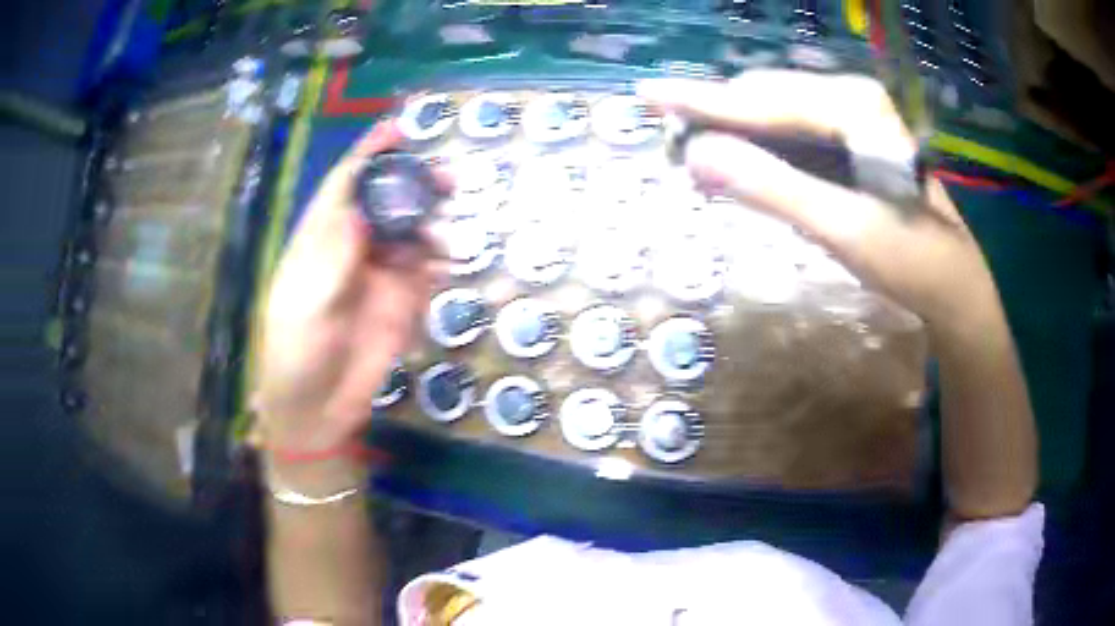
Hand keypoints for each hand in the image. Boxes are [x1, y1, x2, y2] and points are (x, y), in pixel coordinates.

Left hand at [255, 122, 438, 466]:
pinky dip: (438, 261)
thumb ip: (334, 256)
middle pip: (386, 202)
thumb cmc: (295, 353)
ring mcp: (379, 275)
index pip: (345, 185)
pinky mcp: (401, 303)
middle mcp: (351, 248)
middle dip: (414, 184)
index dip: (370, 155)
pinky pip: (426, 271)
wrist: (317, 409)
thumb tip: (361, 210)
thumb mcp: (305, 303)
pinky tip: (442, 264)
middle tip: (448, 177)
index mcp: (319, 240)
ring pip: (411, 232)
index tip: (399, 128)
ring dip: (432, 223)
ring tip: (445, 232)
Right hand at [639, 71, 1001, 334]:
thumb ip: (771, 188)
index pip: (762, 100)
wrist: (953, 284)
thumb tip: (694, 155)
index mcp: (853, 106)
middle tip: (669, 143)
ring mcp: (852, 116)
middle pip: (765, 98)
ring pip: (776, 113)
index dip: (701, 100)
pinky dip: (761, 147)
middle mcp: (850, 97)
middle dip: (715, 117)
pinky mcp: (851, 139)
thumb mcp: (842, 228)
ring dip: (735, 133)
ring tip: (695, 155)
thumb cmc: (911, 260)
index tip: (646, 94)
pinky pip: (793, 132)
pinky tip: (741, 164)